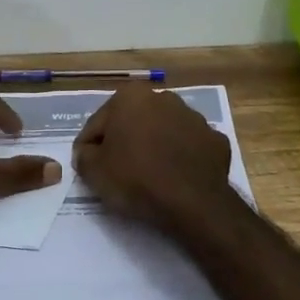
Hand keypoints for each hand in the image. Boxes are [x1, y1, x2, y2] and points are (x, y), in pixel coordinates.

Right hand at [73, 86, 233, 232]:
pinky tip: (176, 179)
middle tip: (118, 171)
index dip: (90, 147)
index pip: (98, 123)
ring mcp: (195, 117)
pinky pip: (190, 148)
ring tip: (149, 177)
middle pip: (134, 122)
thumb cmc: (136, 179)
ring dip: (155, 147)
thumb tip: (88, 152)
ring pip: (164, 132)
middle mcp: (164, 98)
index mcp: (131, 97)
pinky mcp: (216, 140)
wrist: (193, 203)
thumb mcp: (93, 171)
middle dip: (125, 141)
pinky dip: (182, 159)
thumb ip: (84, 155)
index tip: (89, 167)